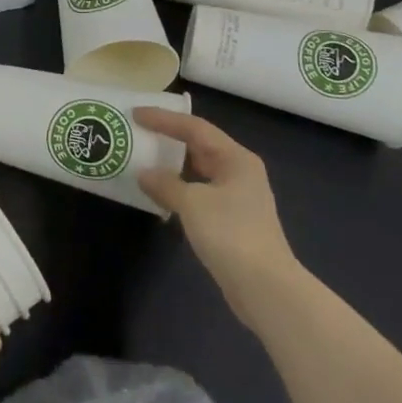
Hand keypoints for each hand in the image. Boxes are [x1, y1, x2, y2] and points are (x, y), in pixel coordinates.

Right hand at [137, 109, 302, 332]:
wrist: (265, 288)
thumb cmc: (230, 234)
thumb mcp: (192, 203)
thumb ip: (165, 184)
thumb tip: (144, 173)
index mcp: (236, 158)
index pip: (195, 128)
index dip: (164, 119)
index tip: (136, 114)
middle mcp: (240, 171)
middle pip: (200, 146)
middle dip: (169, 139)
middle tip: (139, 133)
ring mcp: (239, 197)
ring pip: (200, 171)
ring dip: (174, 167)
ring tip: (145, 161)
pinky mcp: (233, 221)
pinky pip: (201, 193)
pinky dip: (181, 190)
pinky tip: (162, 196)